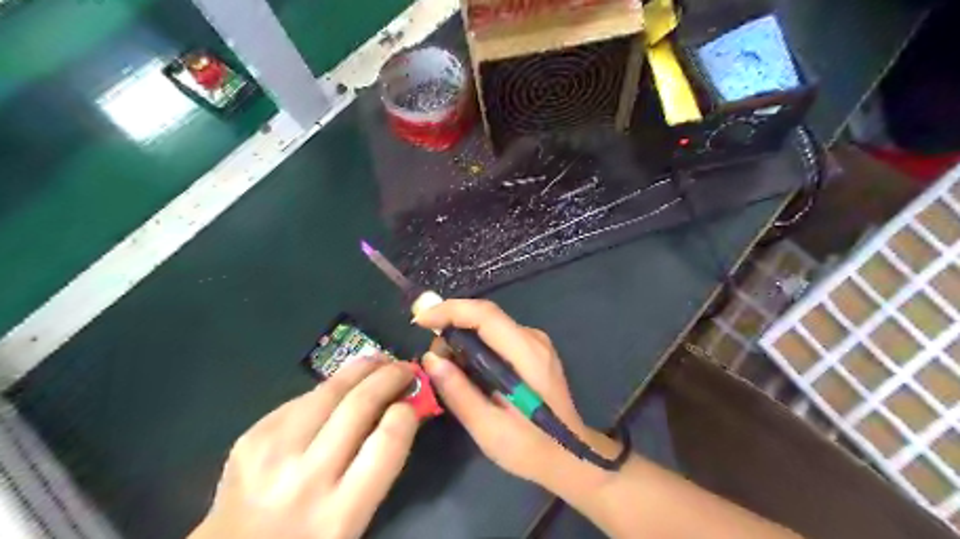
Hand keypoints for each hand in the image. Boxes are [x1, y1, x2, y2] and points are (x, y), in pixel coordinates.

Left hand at [193, 359, 420, 537]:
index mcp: (339, 514)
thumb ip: (380, 466)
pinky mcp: (251, 435)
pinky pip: (303, 398)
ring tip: (378, 363)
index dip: (406, 413)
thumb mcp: (355, 520)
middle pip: (360, 405)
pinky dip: (329, 388)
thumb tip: (404, 409)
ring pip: (329, 389)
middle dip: (390, 377)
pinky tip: (337, 390)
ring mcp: (272, 453)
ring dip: (361, 369)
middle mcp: (305, 479)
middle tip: (405, 368)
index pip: (387, 442)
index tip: (413, 402)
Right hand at [417, 298, 617, 488]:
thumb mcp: (488, 428)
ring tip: (447, 369)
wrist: (569, 455)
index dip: (449, 310)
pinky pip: (497, 336)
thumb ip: (458, 392)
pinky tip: (467, 370)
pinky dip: (476, 346)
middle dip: (451, 327)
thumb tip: (430, 359)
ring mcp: (536, 342)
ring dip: (462, 339)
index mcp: (527, 354)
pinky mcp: (533, 350)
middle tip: (432, 359)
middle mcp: (533, 339)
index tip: (419, 321)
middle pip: (485, 316)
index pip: (485, 314)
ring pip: (489, 325)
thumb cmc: (530, 447)